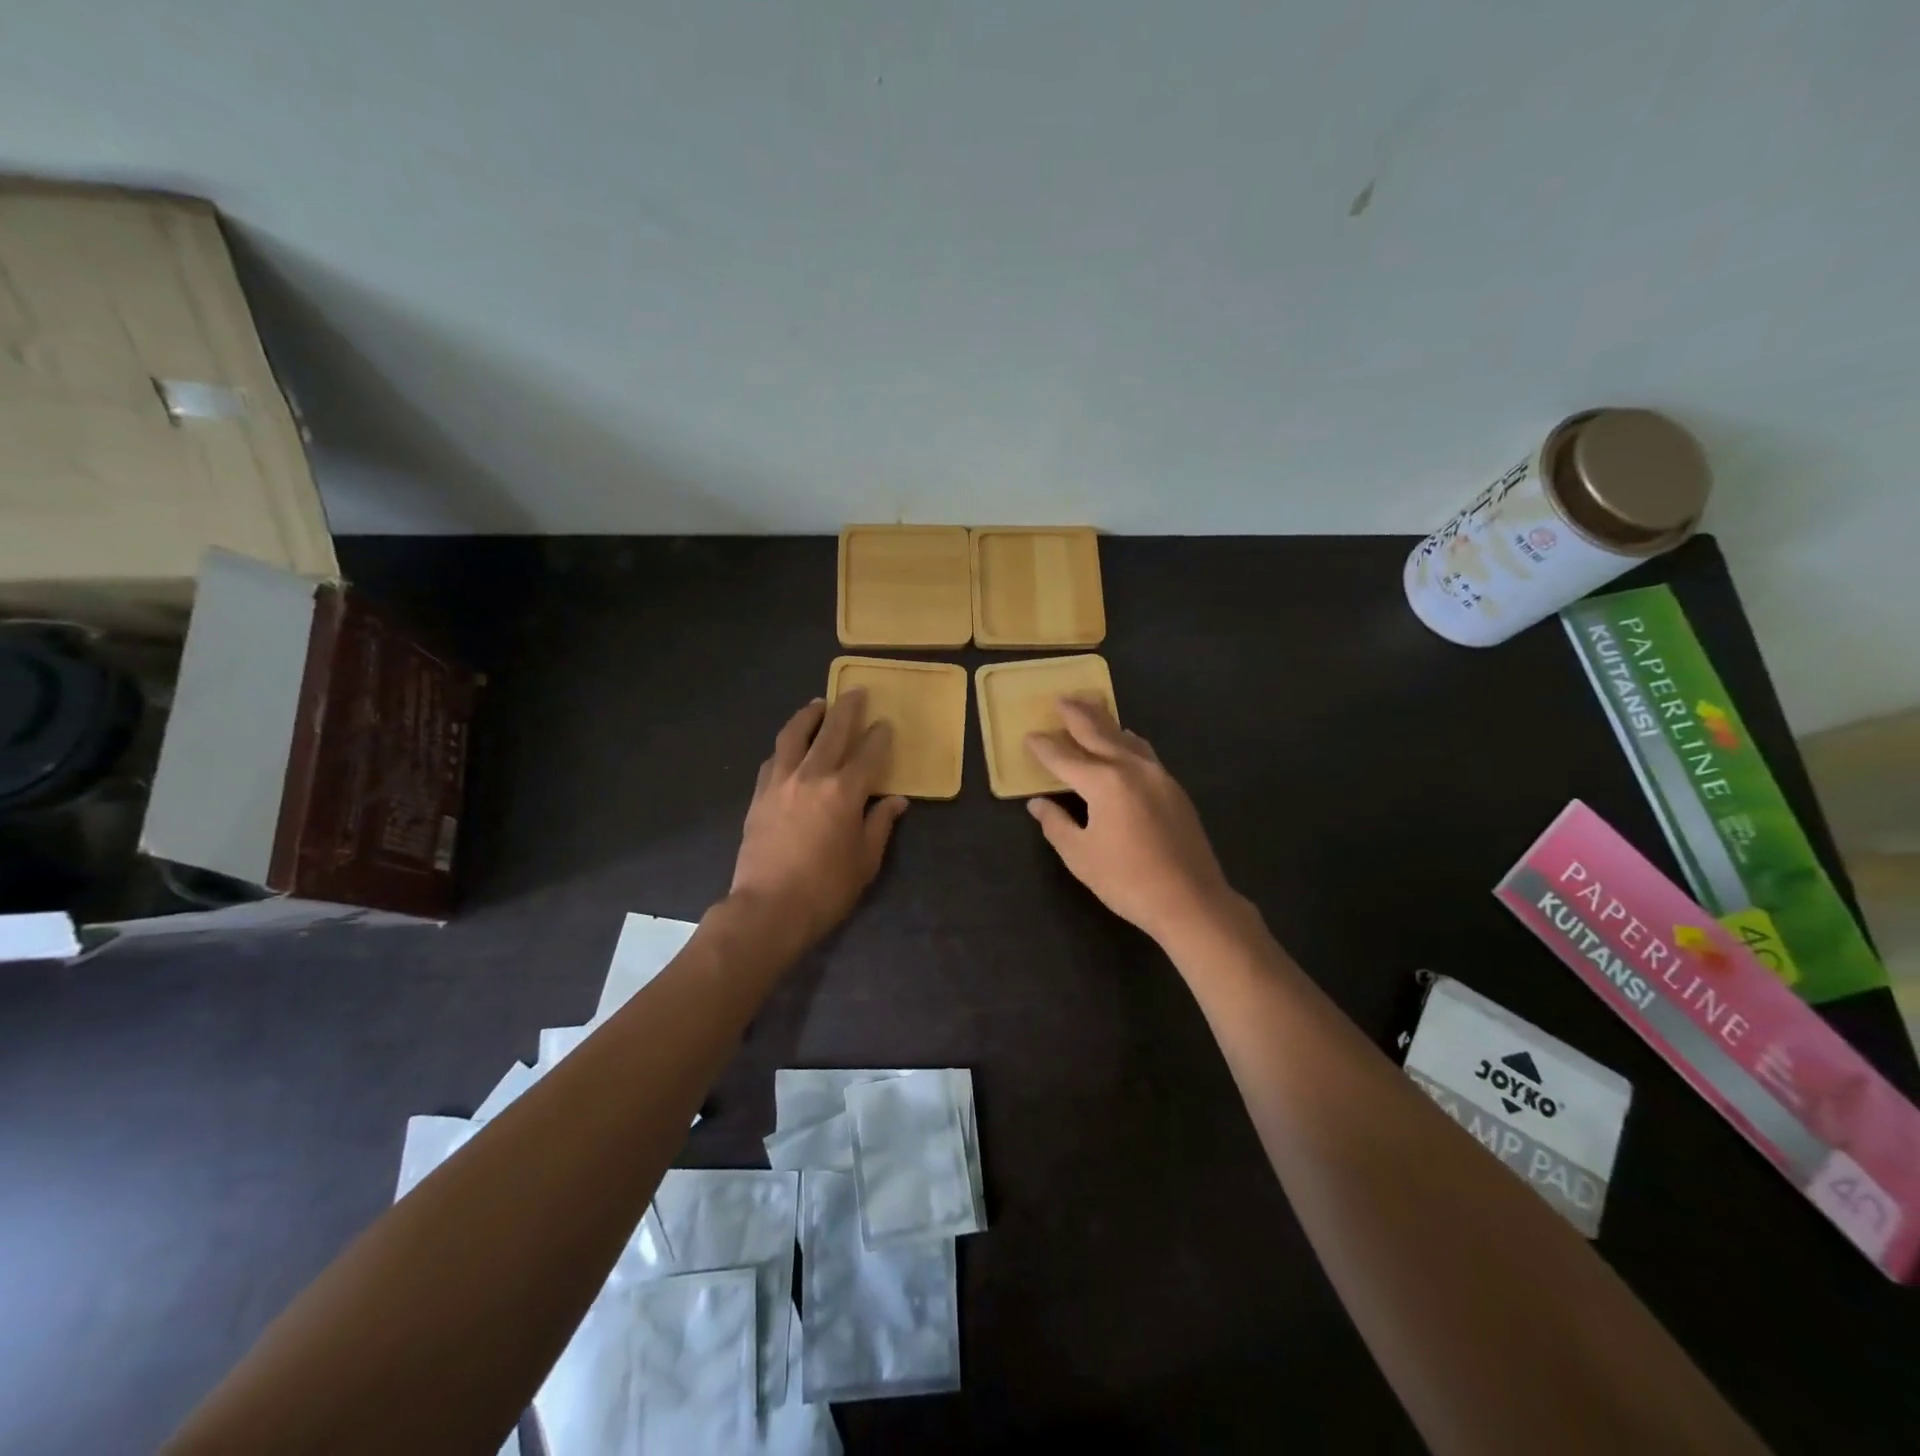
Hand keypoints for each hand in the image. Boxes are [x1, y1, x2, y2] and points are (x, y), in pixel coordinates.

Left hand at [730, 690, 908, 949]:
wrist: (769, 908)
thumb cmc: (826, 889)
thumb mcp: (865, 860)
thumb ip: (880, 824)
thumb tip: (896, 801)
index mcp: (845, 792)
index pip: (868, 753)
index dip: (879, 737)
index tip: (885, 725)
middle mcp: (812, 776)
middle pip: (832, 732)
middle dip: (847, 709)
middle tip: (855, 691)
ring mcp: (781, 782)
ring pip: (795, 736)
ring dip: (809, 715)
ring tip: (818, 704)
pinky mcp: (759, 795)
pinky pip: (774, 759)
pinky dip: (785, 746)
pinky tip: (790, 746)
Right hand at [1026, 698, 1237, 948]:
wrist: (1191, 900)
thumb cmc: (1127, 881)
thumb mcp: (1080, 856)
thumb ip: (1056, 824)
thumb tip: (1038, 804)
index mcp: (1103, 782)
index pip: (1064, 757)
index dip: (1044, 747)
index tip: (1029, 736)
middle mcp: (1131, 768)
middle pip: (1099, 732)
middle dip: (1077, 714)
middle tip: (1061, 698)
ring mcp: (1158, 776)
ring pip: (1126, 738)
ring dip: (1105, 722)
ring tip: (1091, 709)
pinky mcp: (1174, 789)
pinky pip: (1144, 753)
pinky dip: (1127, 741)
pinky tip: (1125, 743)